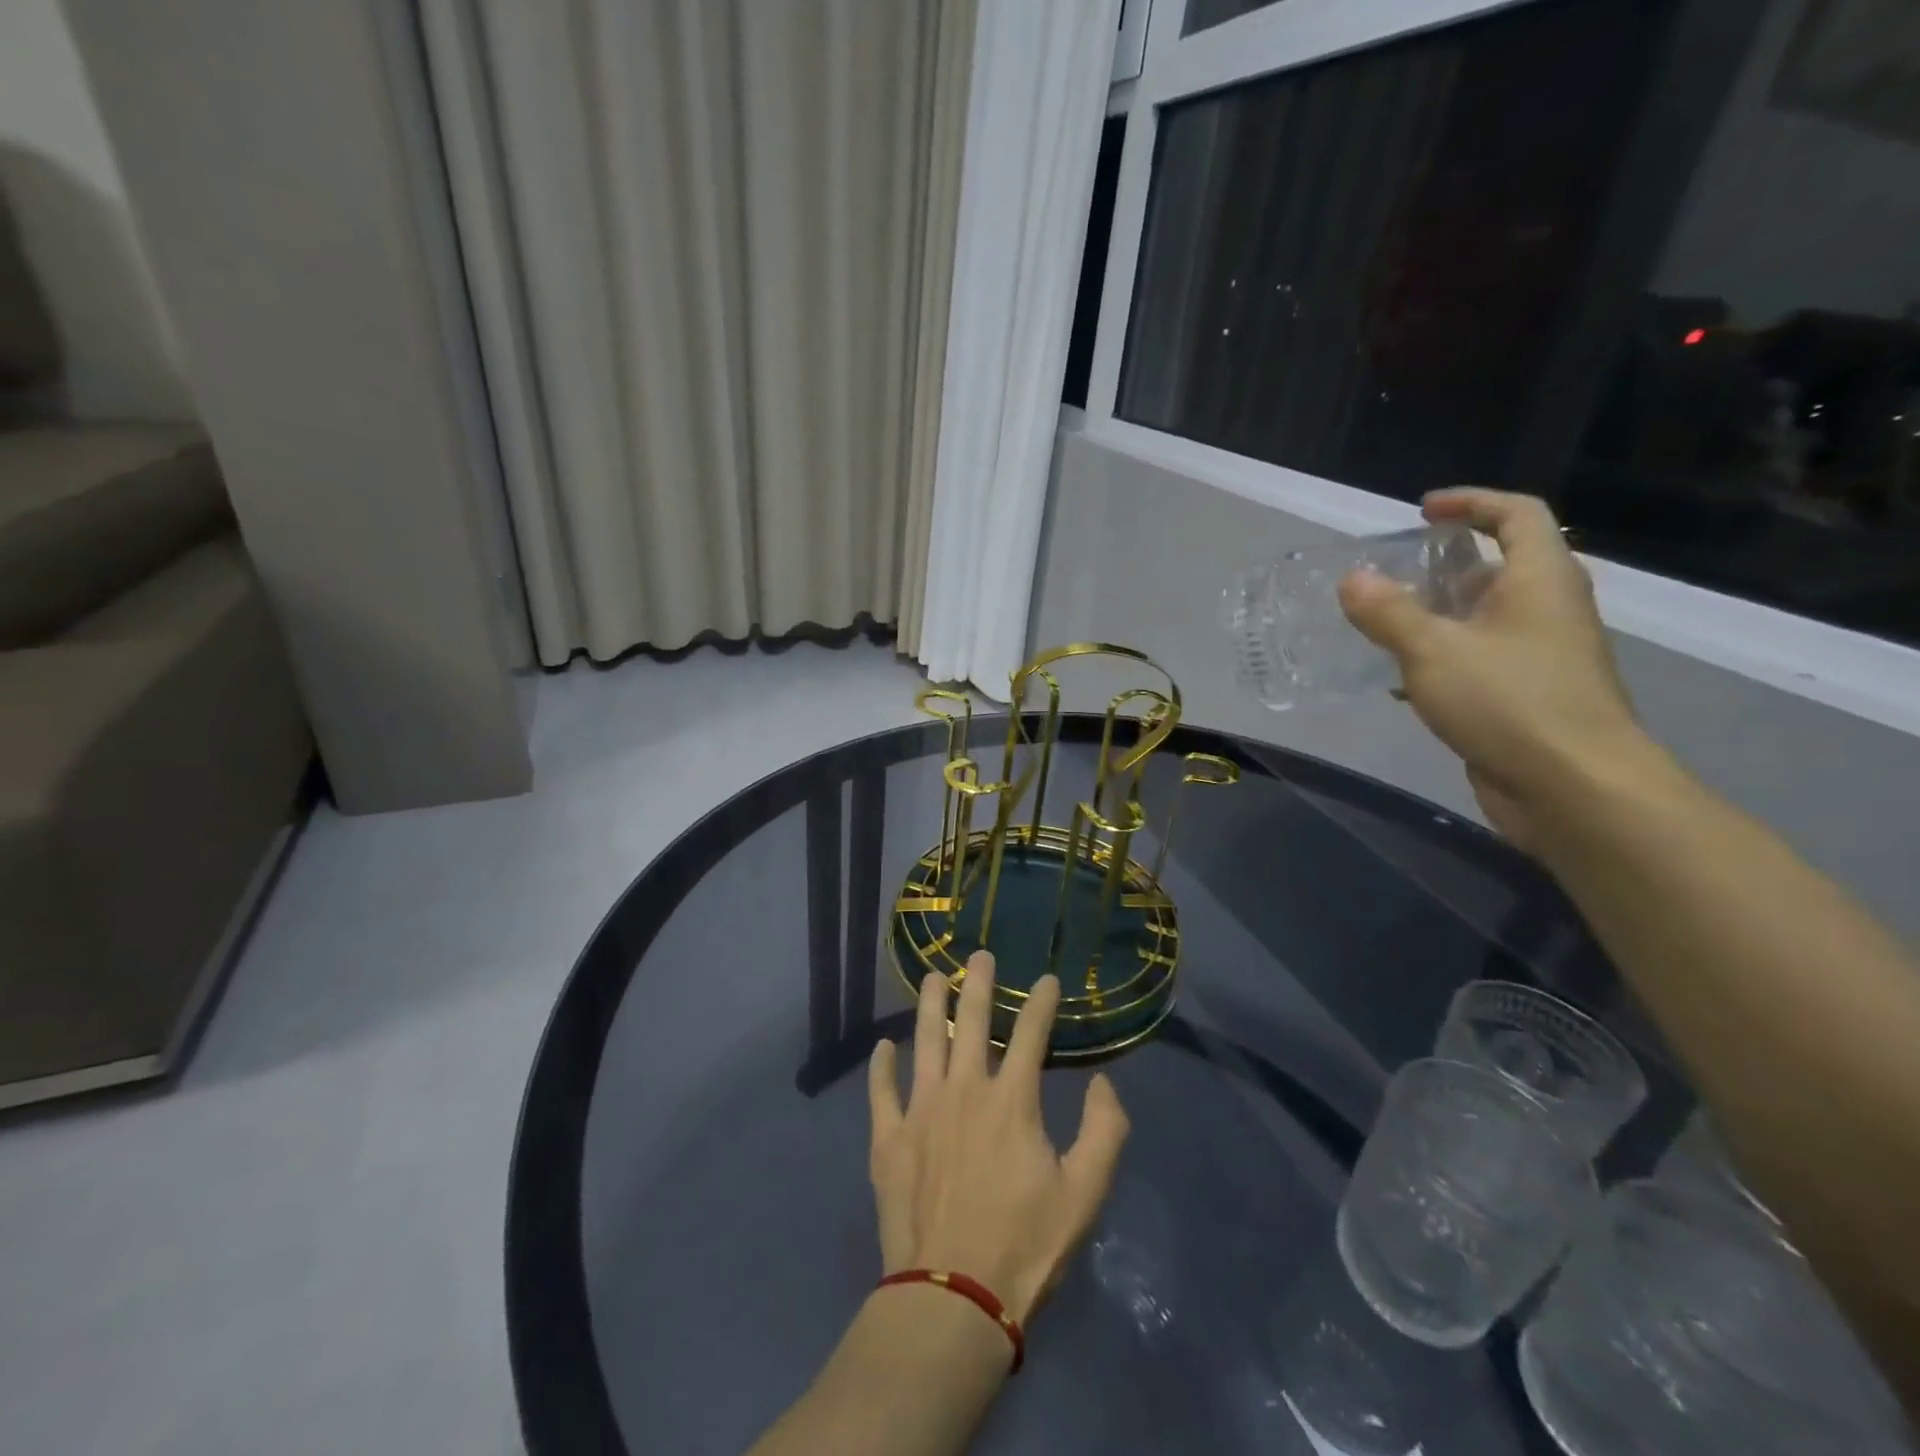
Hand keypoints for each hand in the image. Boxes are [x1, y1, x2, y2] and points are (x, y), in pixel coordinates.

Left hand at [867, 951, 1129, 1326]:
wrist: (952, 1297)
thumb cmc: (1024, 1245)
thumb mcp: (1085, 1194)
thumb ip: (1104, 1131)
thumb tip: (1102, 1082)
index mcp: (1011, 1099)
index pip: (1032, 1033)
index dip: (1041, 1002)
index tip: (1047, 980)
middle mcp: (964, 1089)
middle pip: (971, 1022)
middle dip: (979, 984)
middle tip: (980, 955)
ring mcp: (921, 1110)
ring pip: (924, 1041)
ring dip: (929, 1005)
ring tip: (931, 978)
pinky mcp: (889, 1139)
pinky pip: (881, 1090)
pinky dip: (881, 1065)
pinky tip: (882, 1046)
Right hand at [1337, 488, 1657, 851]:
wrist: (1573, 788)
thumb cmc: (1509, 702)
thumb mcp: (1433, 650)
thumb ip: (1388, 612)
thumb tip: (1352, 578)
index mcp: (1539, 580)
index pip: (1517, 515)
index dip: (1472, 503)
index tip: (1423, 510)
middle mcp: (1548, 610)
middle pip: (1500, 567)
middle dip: (1444, 566)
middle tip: (1391, 576)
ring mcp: (1541, 656)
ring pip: (1486, 618)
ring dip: (1438, 616)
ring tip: (1384, 626)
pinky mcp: (1528, 697)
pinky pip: (1480, 660)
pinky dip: (1442, 658)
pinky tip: (1402, 682)